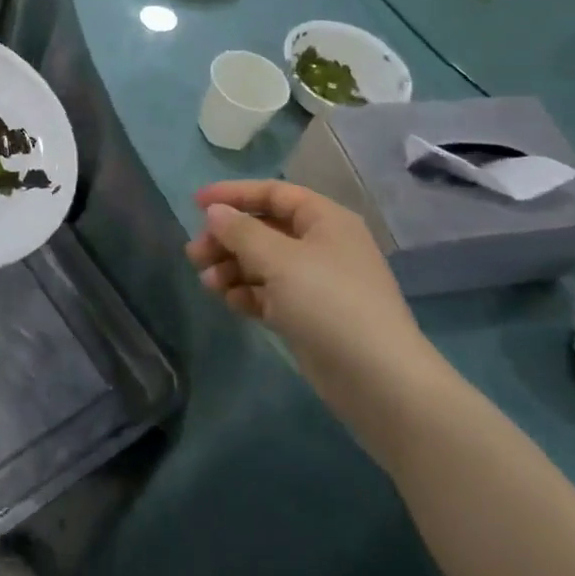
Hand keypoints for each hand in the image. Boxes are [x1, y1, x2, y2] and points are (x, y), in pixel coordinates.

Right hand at [187, 181, 442, 427]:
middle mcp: (322, 245)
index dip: (233, 194)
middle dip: (227, 238)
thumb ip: (241, 231)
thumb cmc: (329, 303)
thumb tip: (215, 212)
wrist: (380, 382)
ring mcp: (317, 283)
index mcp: (325, 220)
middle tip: (195, 254)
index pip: (273, 193)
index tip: (195, 204)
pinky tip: (229, 301)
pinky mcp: (309, 316)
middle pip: (264, 229)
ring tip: (207, 283)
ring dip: (232, 267)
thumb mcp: (279, 259)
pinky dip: (247, 293)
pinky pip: (270, 293)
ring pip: (263, 263)